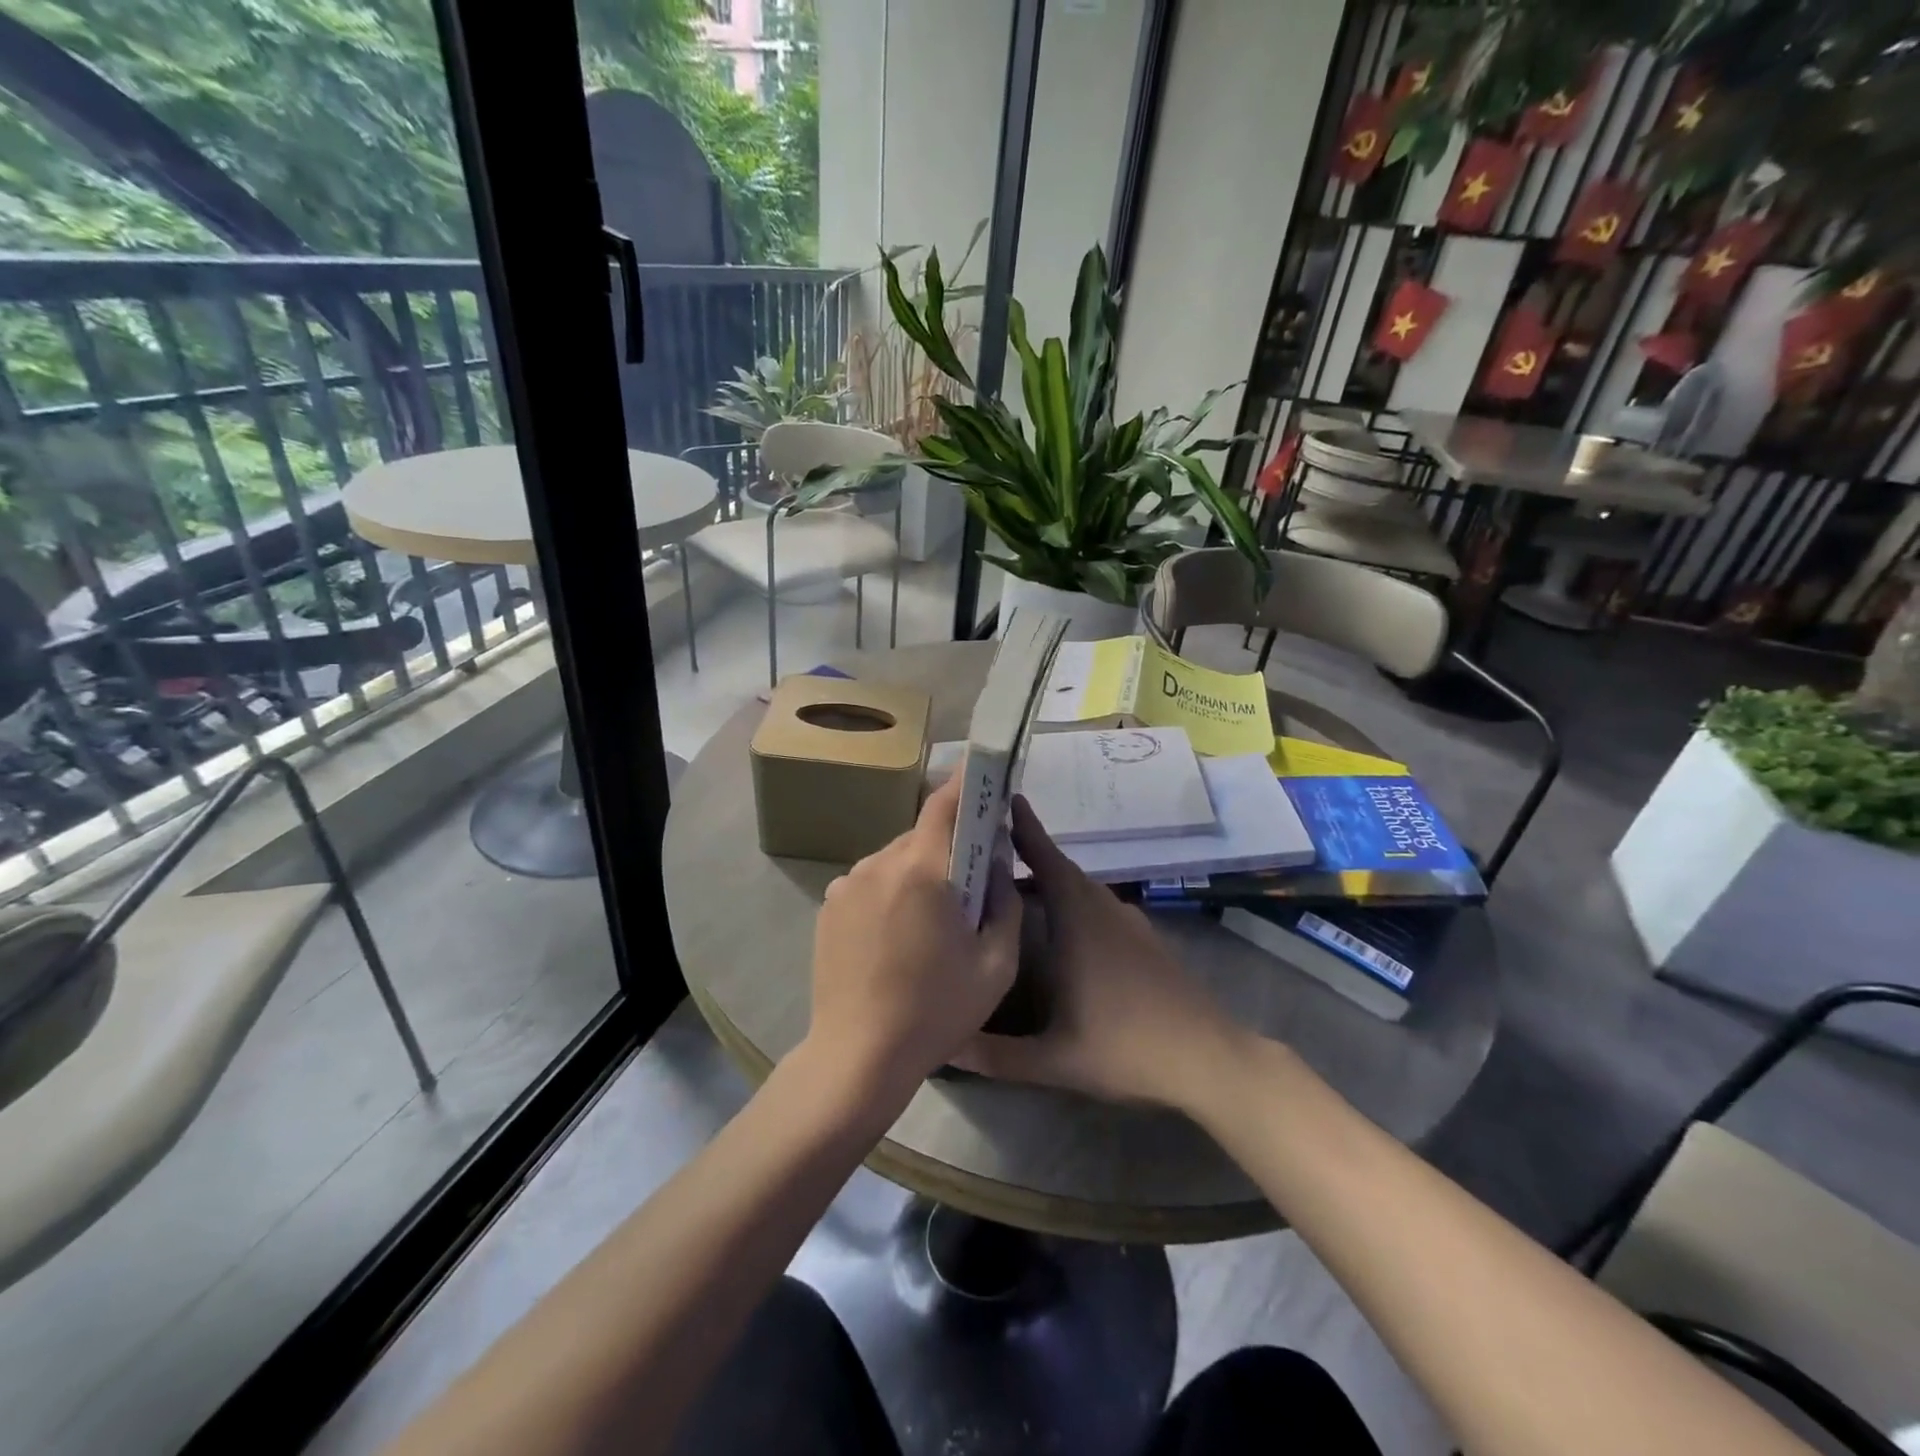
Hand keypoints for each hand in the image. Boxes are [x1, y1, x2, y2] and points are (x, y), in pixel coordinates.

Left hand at [804, 774, 1022, 1113]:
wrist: (857, 1056)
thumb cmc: (935, 1011)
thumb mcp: (996, 964)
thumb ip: (1006, 903)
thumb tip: (996, 863)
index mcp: (922, 870)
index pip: (944, 804)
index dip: (966, 781)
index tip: (984, 769)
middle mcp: (879, 863)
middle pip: (921, 835)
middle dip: (948, 847)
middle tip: (967, 882)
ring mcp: (847, 883)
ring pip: (895, 859)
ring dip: (917, 873)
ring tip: (928, 921)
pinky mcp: (829, 905)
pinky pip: (870, 882)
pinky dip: (889, 892)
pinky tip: (895, 936)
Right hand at [955, 795, 1243, 1109]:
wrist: (1208, 1059)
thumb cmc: (1126, 1048)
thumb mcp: (1054, 1060)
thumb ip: (995, 1055)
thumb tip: (943, 1047)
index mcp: (1079, 920)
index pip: (1046, 860)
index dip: (1025, 828)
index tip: (1004, 798)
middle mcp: (1104, 910)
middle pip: (1061, 869)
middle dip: (1028, 852)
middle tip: (989, 847)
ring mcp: (1129, 922)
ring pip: (1082, 888)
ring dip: (1051, 878)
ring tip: (1015, 884)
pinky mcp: (1146, 939)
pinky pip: (1099, 905)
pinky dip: (1074, 901)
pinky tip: (1062, 927)